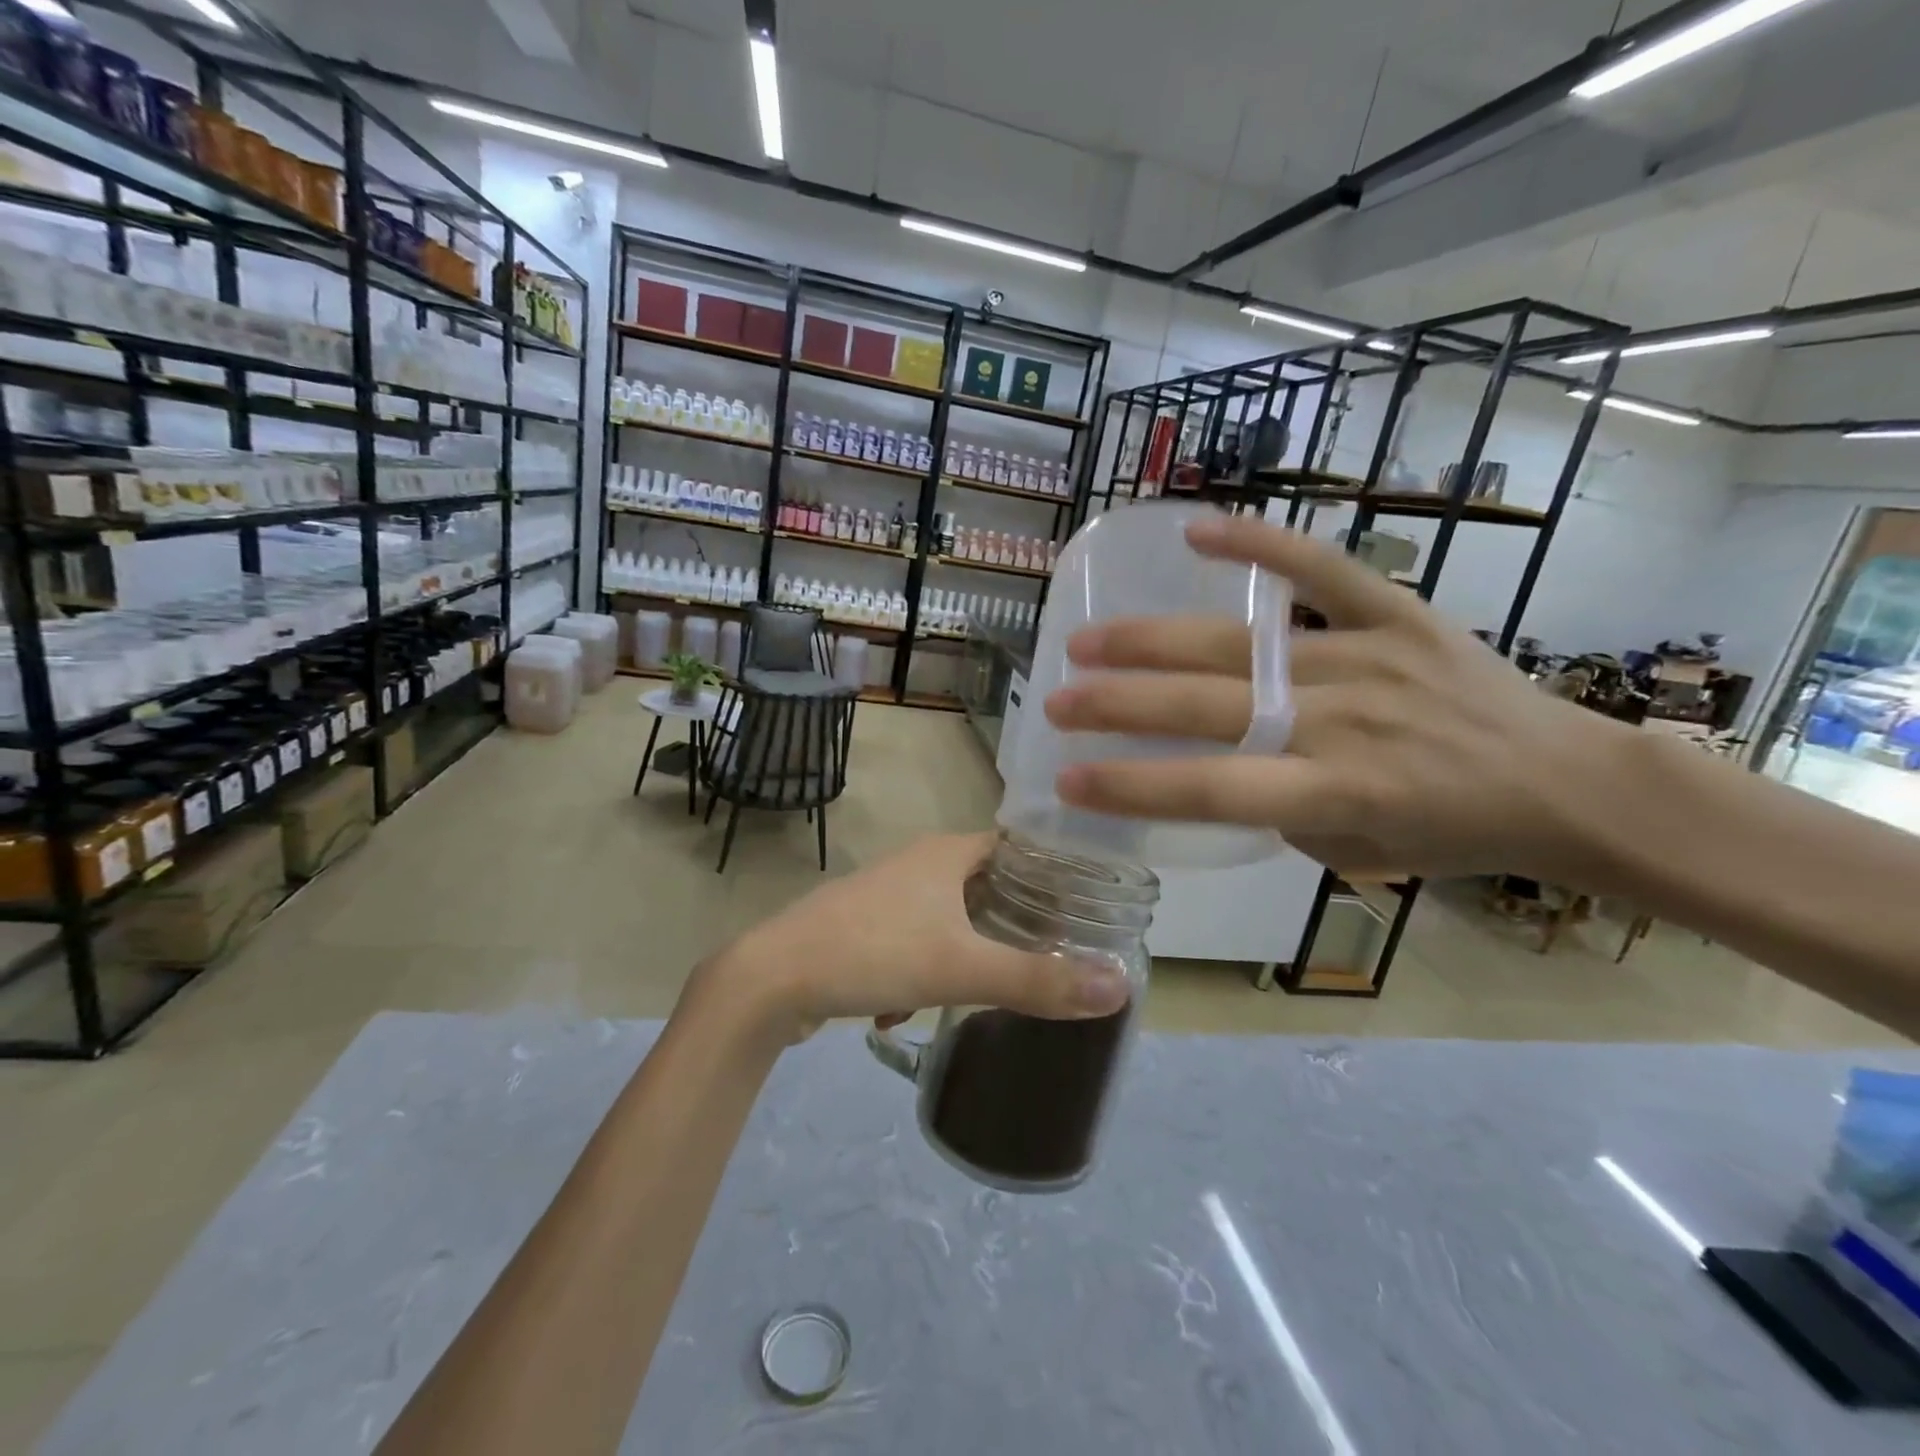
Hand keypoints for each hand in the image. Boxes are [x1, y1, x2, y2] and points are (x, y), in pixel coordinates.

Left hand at [690, 833, 1131, 1044]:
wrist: (772, 979)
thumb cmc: (874, 952)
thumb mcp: (962, 968)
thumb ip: (1038, 980)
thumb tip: (1119, 985)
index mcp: (946, 854)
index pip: (1016, 845)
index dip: (1051, 870)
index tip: (1085, 904)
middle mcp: (918, 863)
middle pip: (985, 883)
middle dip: (1013, 920)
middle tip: (1050, 953)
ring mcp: (887, 894)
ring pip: (948, 916)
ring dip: (967, 950)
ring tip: (991, 988)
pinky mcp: (863, 926)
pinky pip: (912, 941)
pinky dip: (923, 969)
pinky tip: (909, 1010)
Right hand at [1042, 514, 1624, 881]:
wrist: (1566, 780)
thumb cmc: (1453, 834)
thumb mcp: (1356, 851)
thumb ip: (1278, 810)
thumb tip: (1220, 763)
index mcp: (1337, 793)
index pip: (1210, 791)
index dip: (1131, 786)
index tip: (1066, 777)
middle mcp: (1344, 722)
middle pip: (1208, 709)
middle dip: (1119, 706)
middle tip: (1055, 699)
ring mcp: (1369, 658)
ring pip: (1241, 646)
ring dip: (1154, 642)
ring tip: (1088, 640)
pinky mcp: (1398, 613)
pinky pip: (1322, 570)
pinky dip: (1259, 546)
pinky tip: (1195, 531)